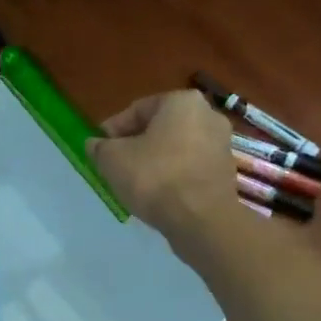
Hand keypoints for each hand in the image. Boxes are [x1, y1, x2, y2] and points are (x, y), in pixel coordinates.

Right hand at [88, 90, 239, 241]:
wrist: (201, 219)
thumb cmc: (154, 178)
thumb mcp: (112, 160)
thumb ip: (100, 148)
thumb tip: (95, 144)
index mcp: (182, 101)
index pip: (138, 109)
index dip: (113, 130)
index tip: (100, 149)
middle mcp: (208, 115)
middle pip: (160, 128)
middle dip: (136, 145)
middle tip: (115, 165)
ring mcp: (221, 145)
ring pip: (176, 148)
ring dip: (154, 161)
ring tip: (134, 182)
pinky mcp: (225, 172)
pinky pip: (190, 167)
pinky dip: (172, 175)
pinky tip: (157, 194)